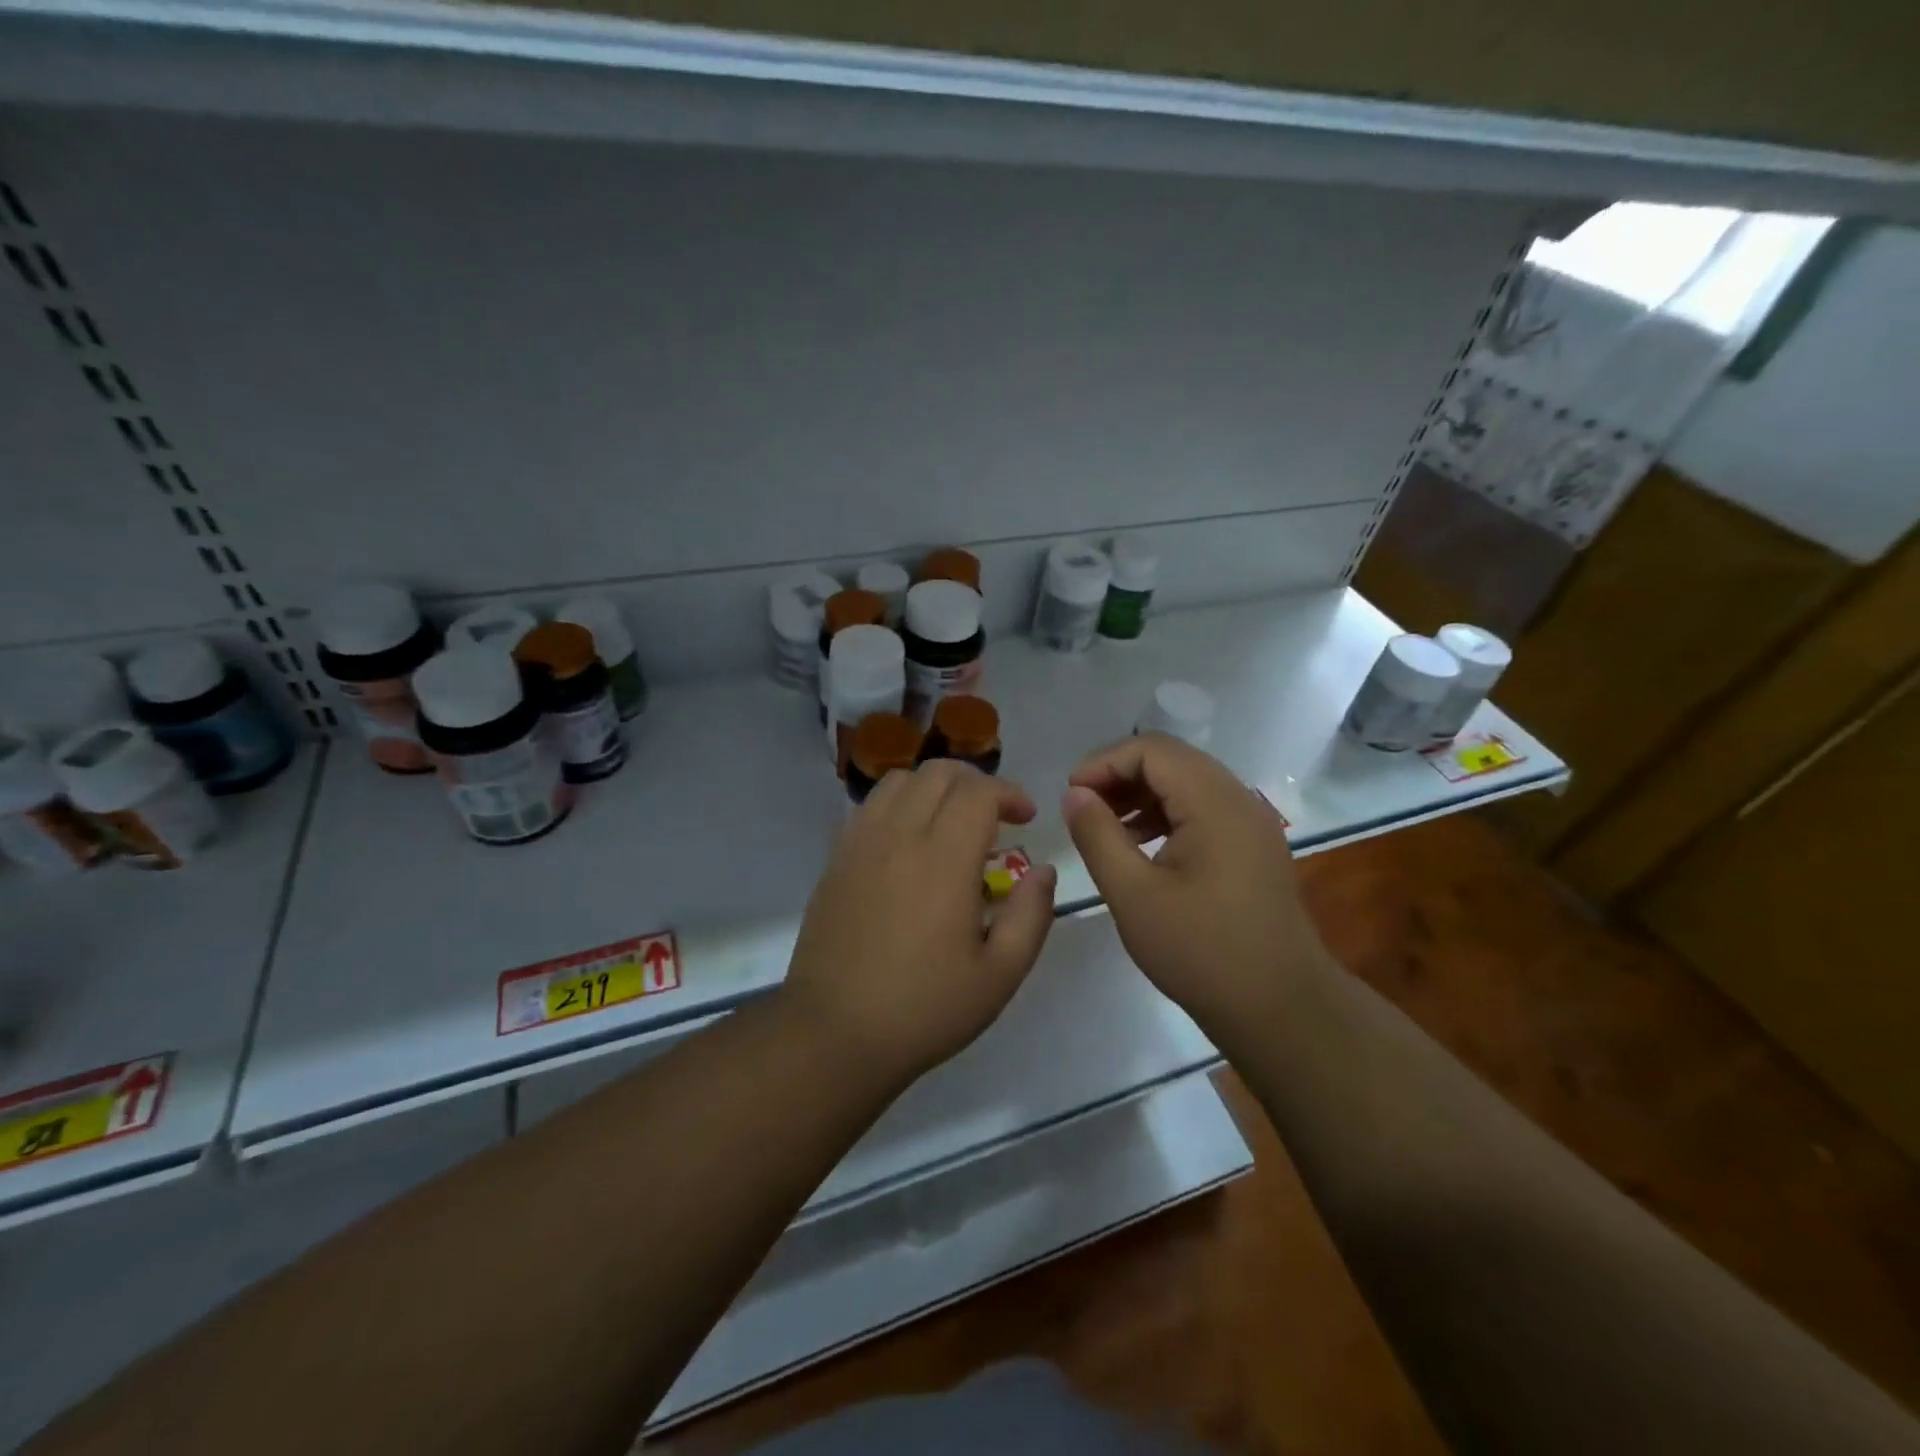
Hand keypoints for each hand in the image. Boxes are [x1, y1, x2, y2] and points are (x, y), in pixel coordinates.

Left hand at [784, 760, 1058, 1087]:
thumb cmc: (924, 1009)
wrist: (834, 1033)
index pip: (978, 791)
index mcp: (943, 859)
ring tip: (950, 823)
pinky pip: (869, 807)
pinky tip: (908, 843)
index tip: (1026, 818)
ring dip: (933, 787)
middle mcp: (899, 836)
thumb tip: (1042, 871)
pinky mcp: (836, 860)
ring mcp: (860, 844)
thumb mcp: (1000, 975)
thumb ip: (1031, 915)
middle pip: (938, 773)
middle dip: (975, 783)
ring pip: (899, 781)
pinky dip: (898, 805)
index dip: (1009, 793)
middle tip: (994, 816)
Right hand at [1061, 734, 1328, 1037]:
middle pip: (1171, 760)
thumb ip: (1097, 835)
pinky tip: (1141, 845)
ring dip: (1142, 794)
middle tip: (1082, 807)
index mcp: (1214, 802)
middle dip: (1120, 775)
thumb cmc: (1200, 951)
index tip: (1070, 795)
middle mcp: (1239, 799)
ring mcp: (1252, 823)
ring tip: (1104, 826)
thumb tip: (1074, 793)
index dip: (1103, 762)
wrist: (1280, 1008)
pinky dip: (1166, 814)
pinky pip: (1204, 810)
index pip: (1151, 750)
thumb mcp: (1133, 894)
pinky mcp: (1254, 847)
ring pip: (1188, 783)